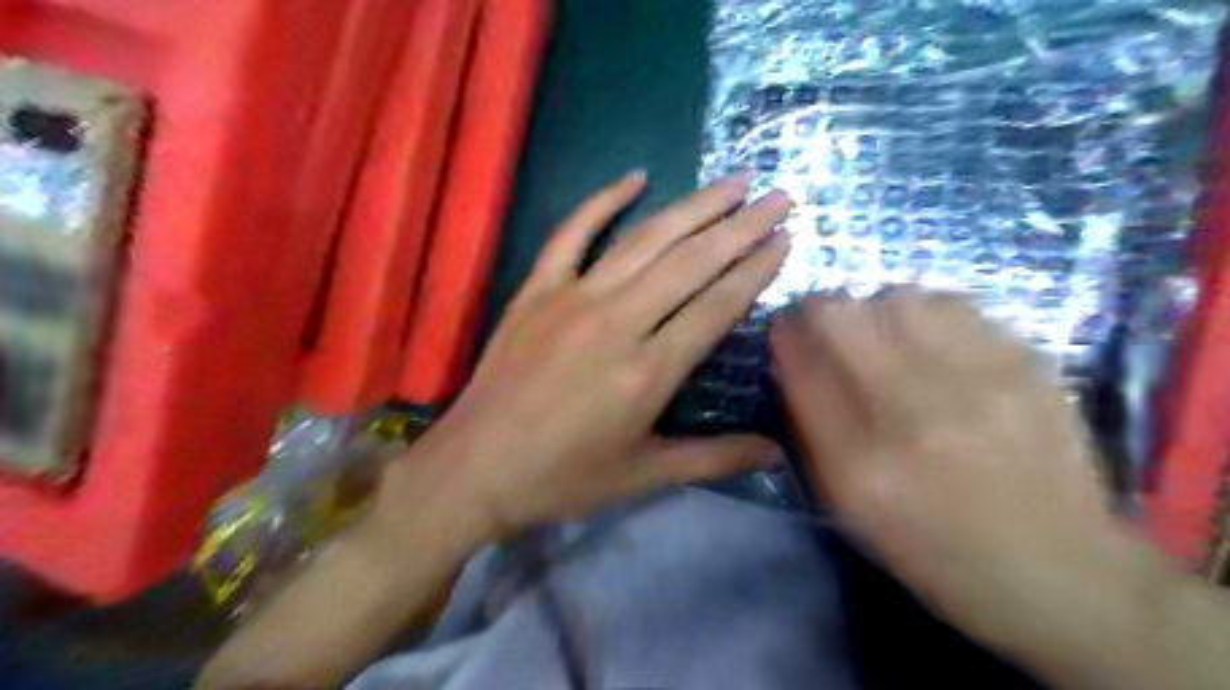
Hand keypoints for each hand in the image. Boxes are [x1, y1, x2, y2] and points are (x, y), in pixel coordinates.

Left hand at [382, 173, 791, 537]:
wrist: (476, 468)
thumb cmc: (563, 477)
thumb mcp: (644, 475)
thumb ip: (715, 457)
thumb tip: (777, 453)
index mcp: (648, 370)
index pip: (716, 306)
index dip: (755, 270)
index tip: (786, 239)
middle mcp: (618, 321)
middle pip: (690, 262)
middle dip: (740, 226)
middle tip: (778, 195)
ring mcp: (573, 298)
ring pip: (644, 240)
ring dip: (692, 207)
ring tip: (731, 182)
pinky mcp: (537, 289)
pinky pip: (571, 233)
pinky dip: (602, 200)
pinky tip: (634, 177)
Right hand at [772, 291, 1136, 663]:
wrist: (1063, 573)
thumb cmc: (936, 549)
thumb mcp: (852, 510)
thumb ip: (811, 433)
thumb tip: (791, 361)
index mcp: (863, 467)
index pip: (802, 367)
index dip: (785, 335)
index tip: (784, 328)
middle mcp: (916, 416)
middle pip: (843, 318)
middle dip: (818, 310)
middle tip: (822, 321)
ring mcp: (978, 385)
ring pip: (898, 299)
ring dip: (873, 308)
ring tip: (878, 329)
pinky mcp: (1026, 366)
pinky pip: (954, 305)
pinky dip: (924, 310)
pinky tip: (927, 336)